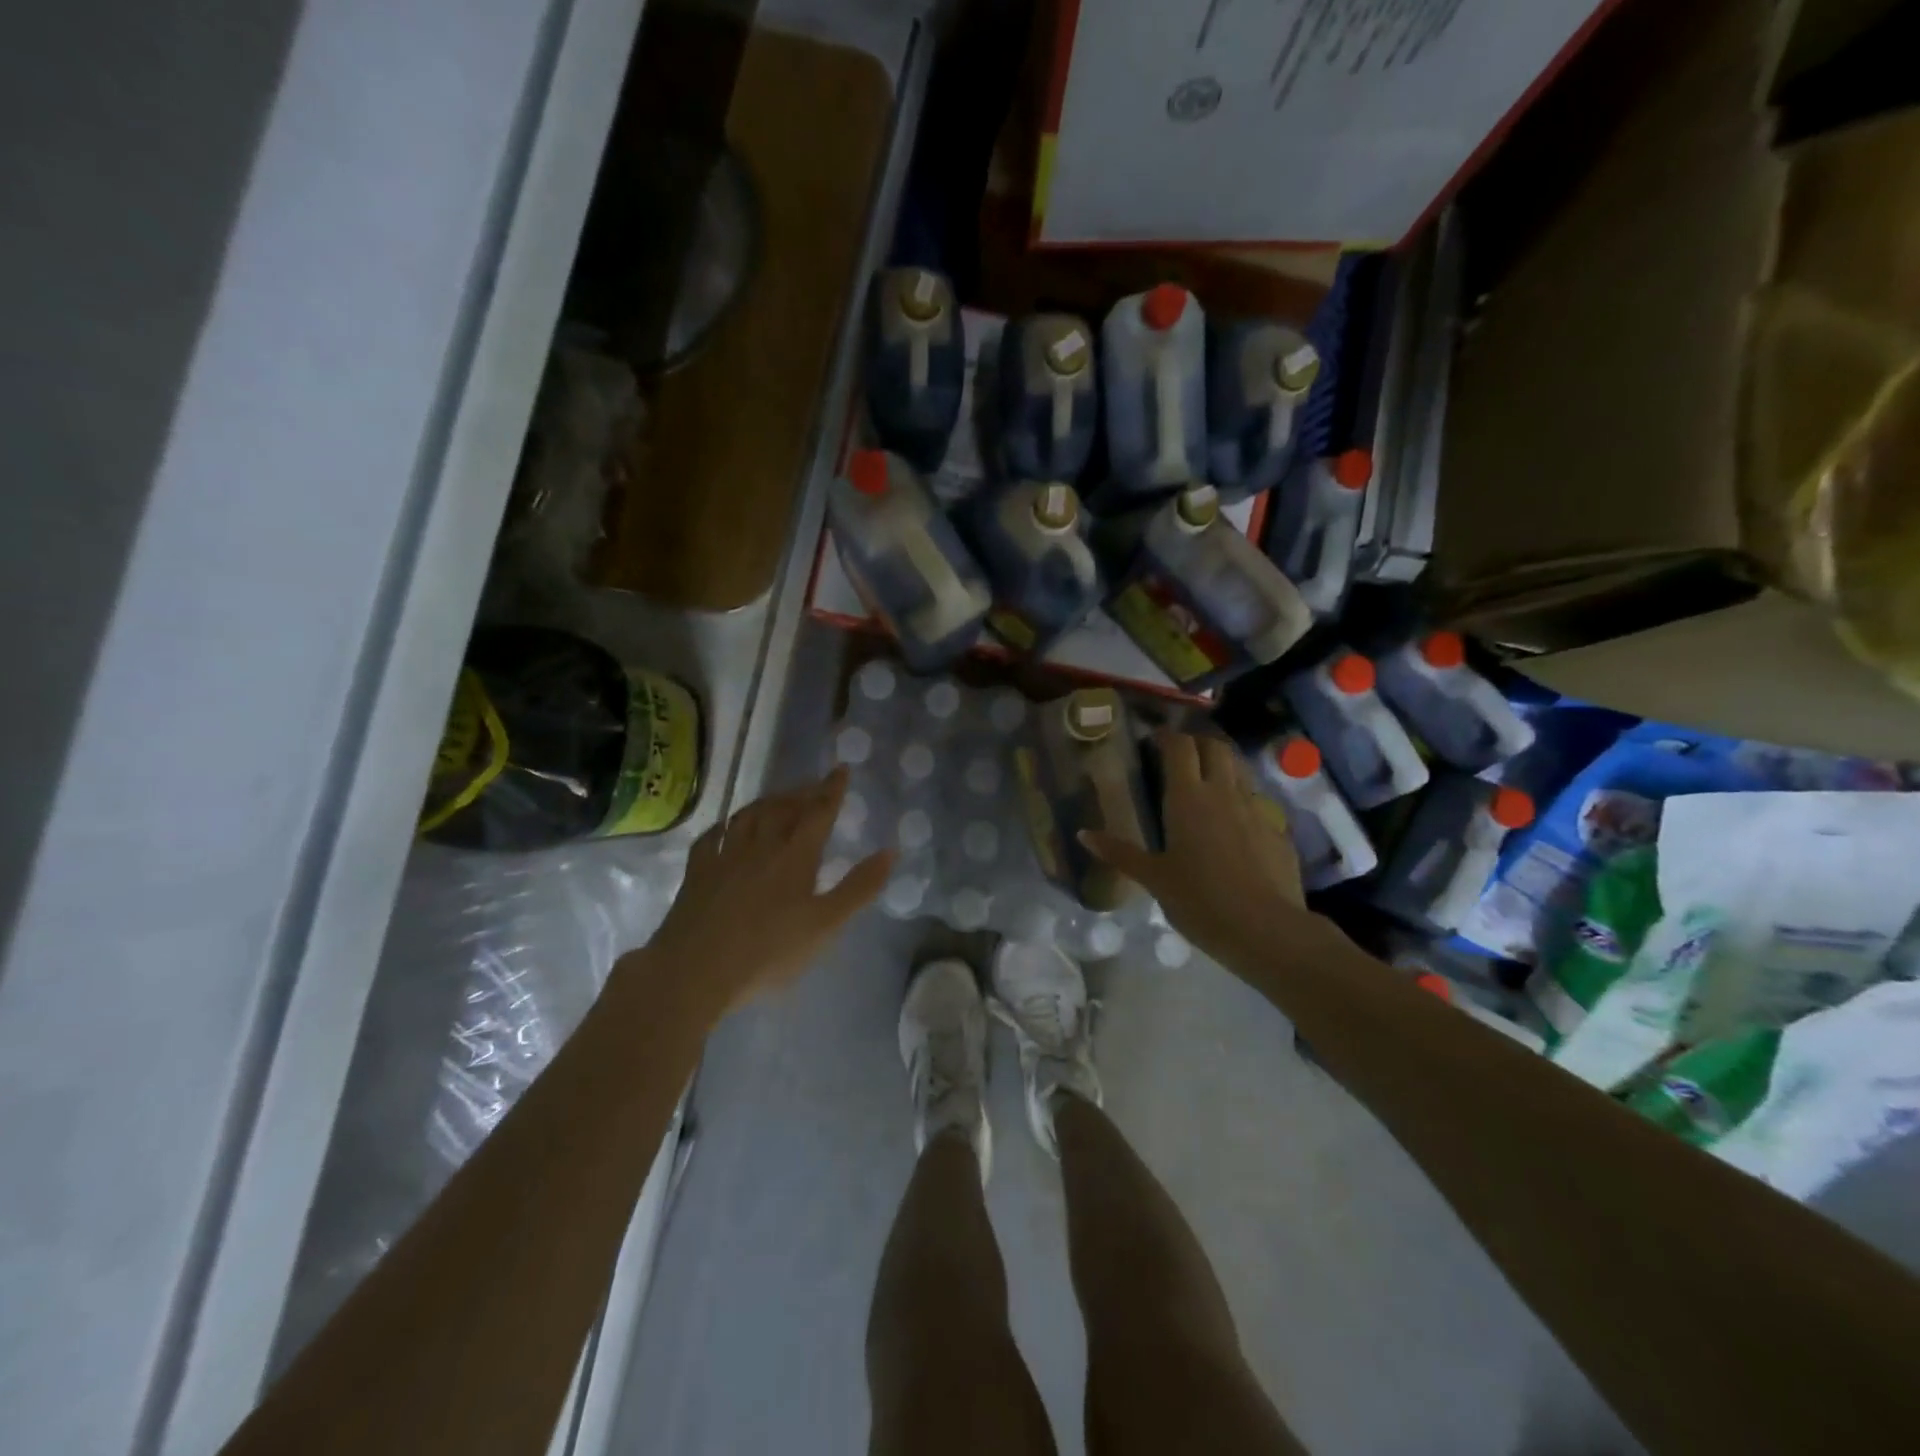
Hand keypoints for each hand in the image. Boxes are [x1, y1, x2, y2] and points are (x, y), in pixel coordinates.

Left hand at [638, 767, 892, 1017]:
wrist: (696, 971)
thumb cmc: (768, 952)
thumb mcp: (826, 925)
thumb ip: (859, 887)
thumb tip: (891, 851)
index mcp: (795, 856)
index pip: (819, 812)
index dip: (832, 790)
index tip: (841, 769)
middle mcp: (761, 846)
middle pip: (783, 808)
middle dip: (802, 793)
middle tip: (813, 786)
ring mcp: (725, 856)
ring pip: (748, 816)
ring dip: (767, 802)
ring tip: (778, 798)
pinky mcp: (697, 873)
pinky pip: (712, 837)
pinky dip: (724, 825)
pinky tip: (726, 826)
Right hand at [1082, 730, 1310, 969]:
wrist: (1265, 930)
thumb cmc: (1199, 901)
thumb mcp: (1154, 879)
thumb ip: (1120, 852)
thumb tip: (1083, 834)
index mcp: (1188, 798)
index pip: (1180, 747)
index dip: (1167, 737)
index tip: (1154, 740)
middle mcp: (1223, 793)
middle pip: (1215, 747)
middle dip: (1198, 743)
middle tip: (1180, 757)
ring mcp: (1256, 809)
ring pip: (1240, 770)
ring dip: (1222, 767)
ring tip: (1207, 784)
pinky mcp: (1278, 830)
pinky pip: (1257, 802)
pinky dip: (1242, 800)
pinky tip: (1234, 825)